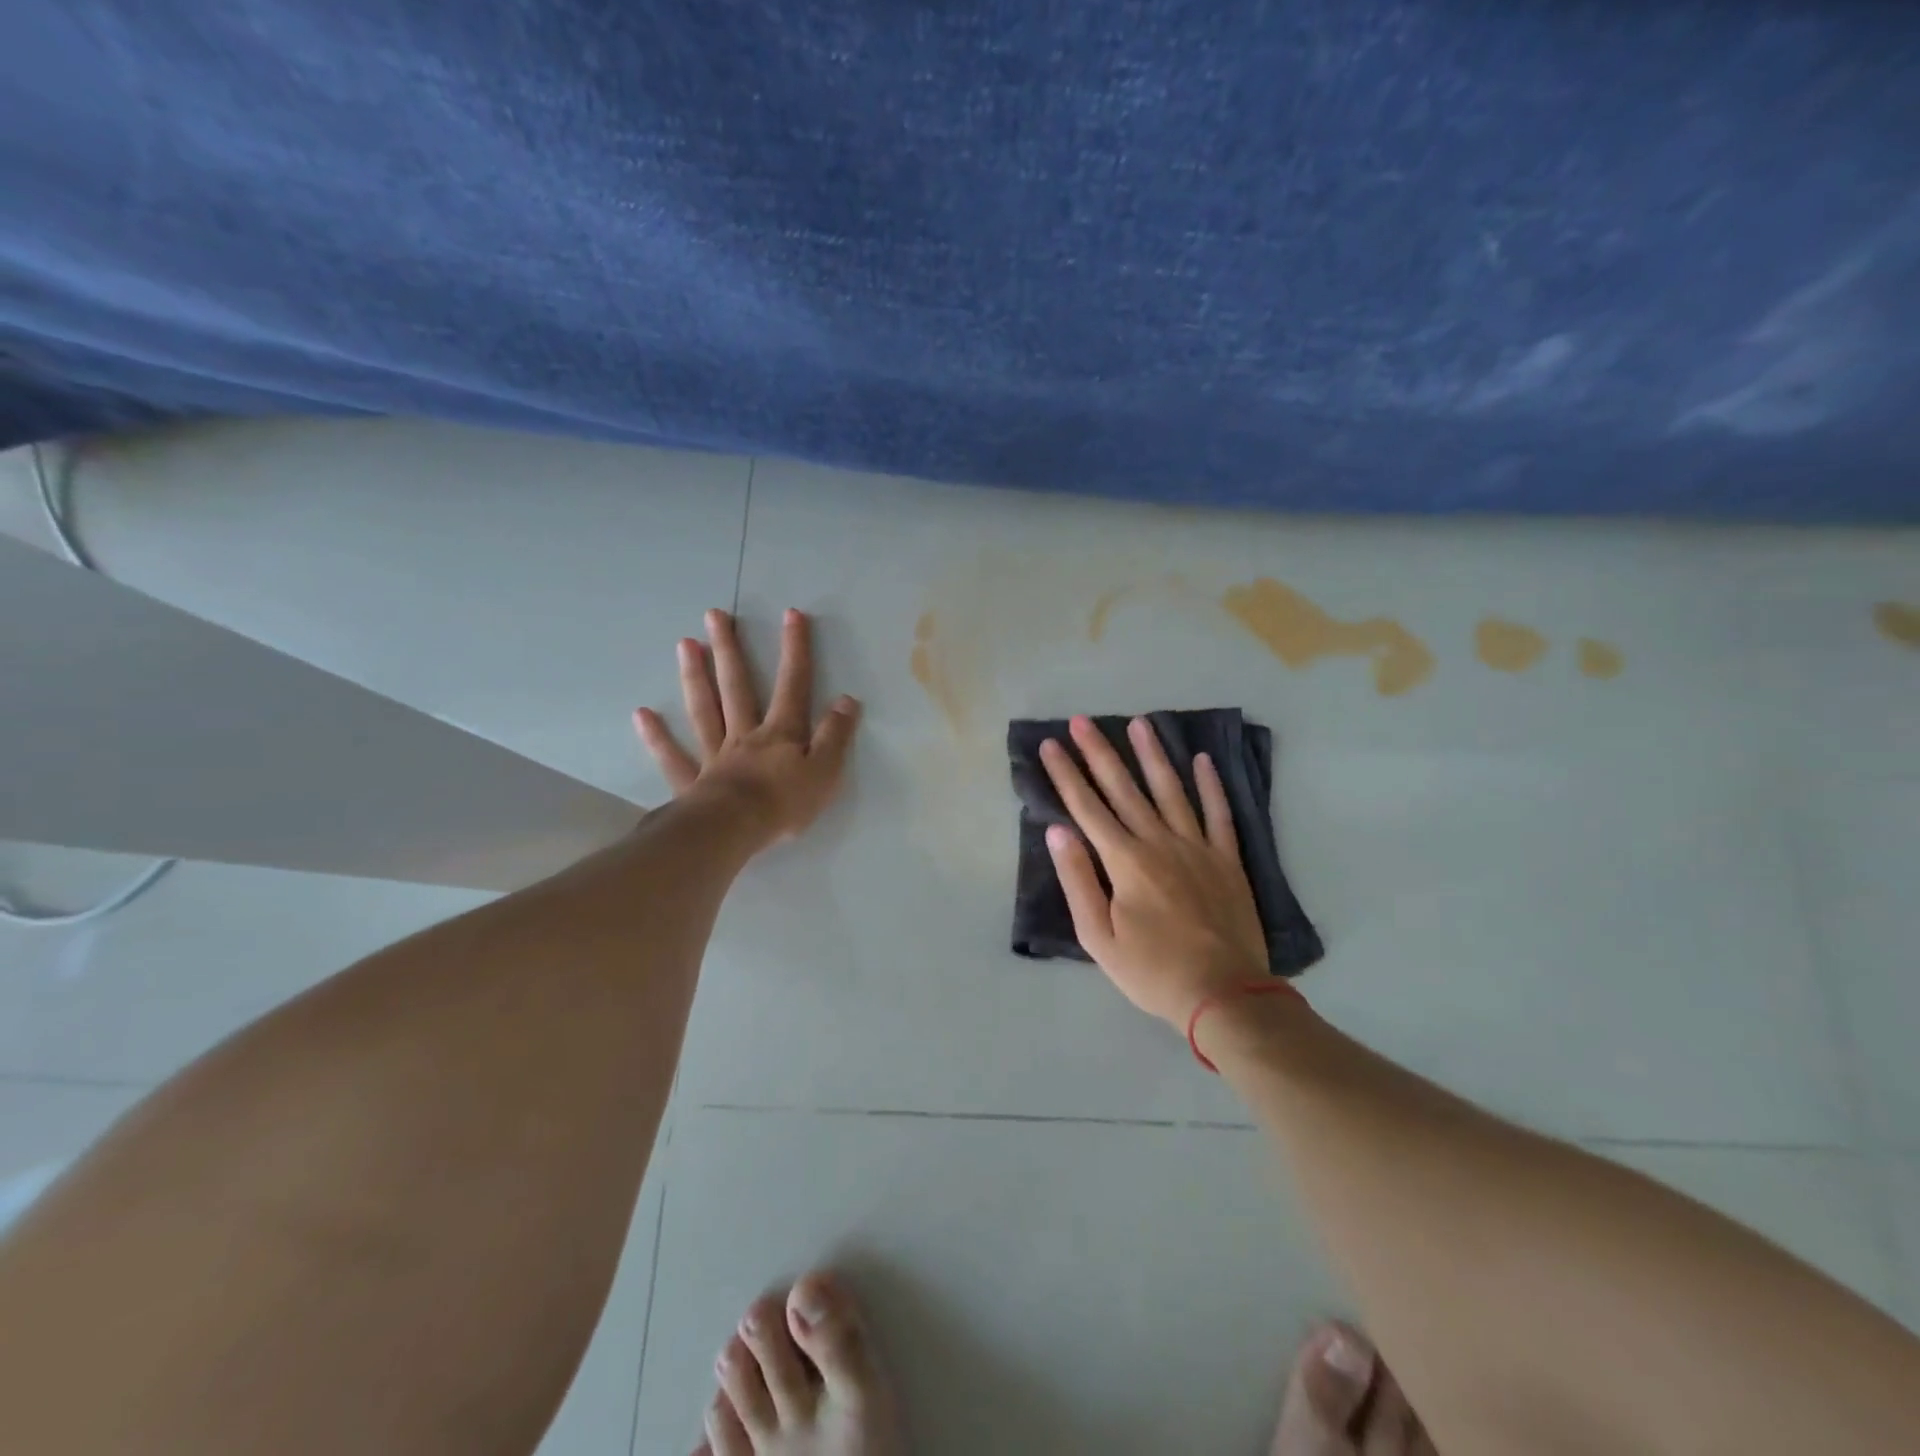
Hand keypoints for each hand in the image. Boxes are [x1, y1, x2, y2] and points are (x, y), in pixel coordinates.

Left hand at [634, 608, 860, 847]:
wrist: (734, 831)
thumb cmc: (784, 804)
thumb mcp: (825, 771)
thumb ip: (836, 735)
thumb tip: (847, 700)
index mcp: (780, 733)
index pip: (793, 685)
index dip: (795, 650)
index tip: (792, 615)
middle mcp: (744, 735)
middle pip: (736, 687)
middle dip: (729, 650)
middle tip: (714, 615)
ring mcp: (714, 756)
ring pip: (704, 710)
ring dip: (694, 677)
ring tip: (684, 644)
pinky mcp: (691, 783)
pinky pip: (673, 756)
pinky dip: (657, 737)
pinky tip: (642, 715)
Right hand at [1041, 715, 1266, 1026]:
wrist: (1224, 994)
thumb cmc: (1151, 970)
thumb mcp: (1099, 937)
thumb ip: (1078, 880)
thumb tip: (1058, 831)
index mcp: (1125, 861)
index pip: (1087, 807)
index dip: (1066, 774)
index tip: (1052, 744)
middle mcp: (1159, 842)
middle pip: (1124, 789)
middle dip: (1099, 752)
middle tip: (1083, 720)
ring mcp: (1197, 847)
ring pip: (1171, 790)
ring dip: (1153, 755)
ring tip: (1140, 723)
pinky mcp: (1227, 859)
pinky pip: (1219, 814)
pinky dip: (1211, 785)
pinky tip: (1202, 760)